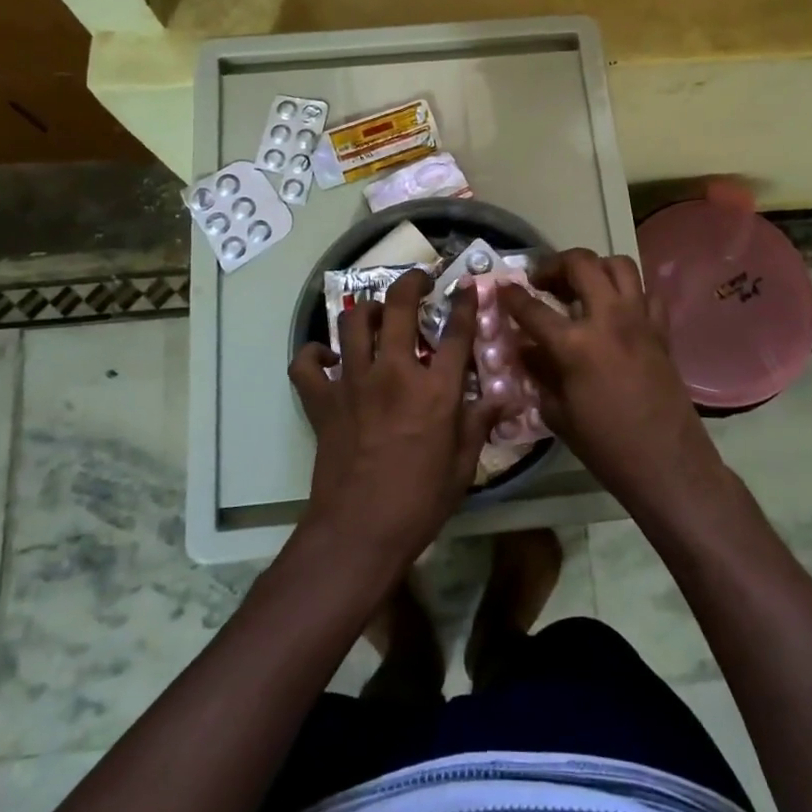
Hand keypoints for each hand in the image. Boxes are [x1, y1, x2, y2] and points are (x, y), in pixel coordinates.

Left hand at [288, 270, 492, 575]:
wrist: (359, 531)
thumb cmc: (419, 502)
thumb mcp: (463, 465)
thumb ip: (480, 422)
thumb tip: (504, 396)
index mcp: (434, 390)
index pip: (455, 333)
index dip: (464, 303)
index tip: (466, 286)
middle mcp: (393, 373)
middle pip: (398, 308)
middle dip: (410, 283)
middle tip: (418, 280)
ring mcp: (352, 383)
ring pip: (351, 322)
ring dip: (365, 311)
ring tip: (375, 315)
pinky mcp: (322, 401)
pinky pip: (307, 364)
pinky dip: (313, 356)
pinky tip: (327, 359)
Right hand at [500, 249, 724, 513]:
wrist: (667, 464)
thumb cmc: (605, 446)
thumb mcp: (557, 413)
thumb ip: (538, 372)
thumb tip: (524, 348)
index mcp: (575, 344)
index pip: (532, 308)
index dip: (511, 295)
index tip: (501, 288)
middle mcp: (608, 319)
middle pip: (580, 264)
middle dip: (554, 264)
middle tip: (542, 281)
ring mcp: (640, 320)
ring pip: (619, 265)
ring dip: (595, 267)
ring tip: (580, 285)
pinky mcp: (662, 330)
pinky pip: (647, 293)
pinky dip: (629, 293)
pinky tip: (617, 310)